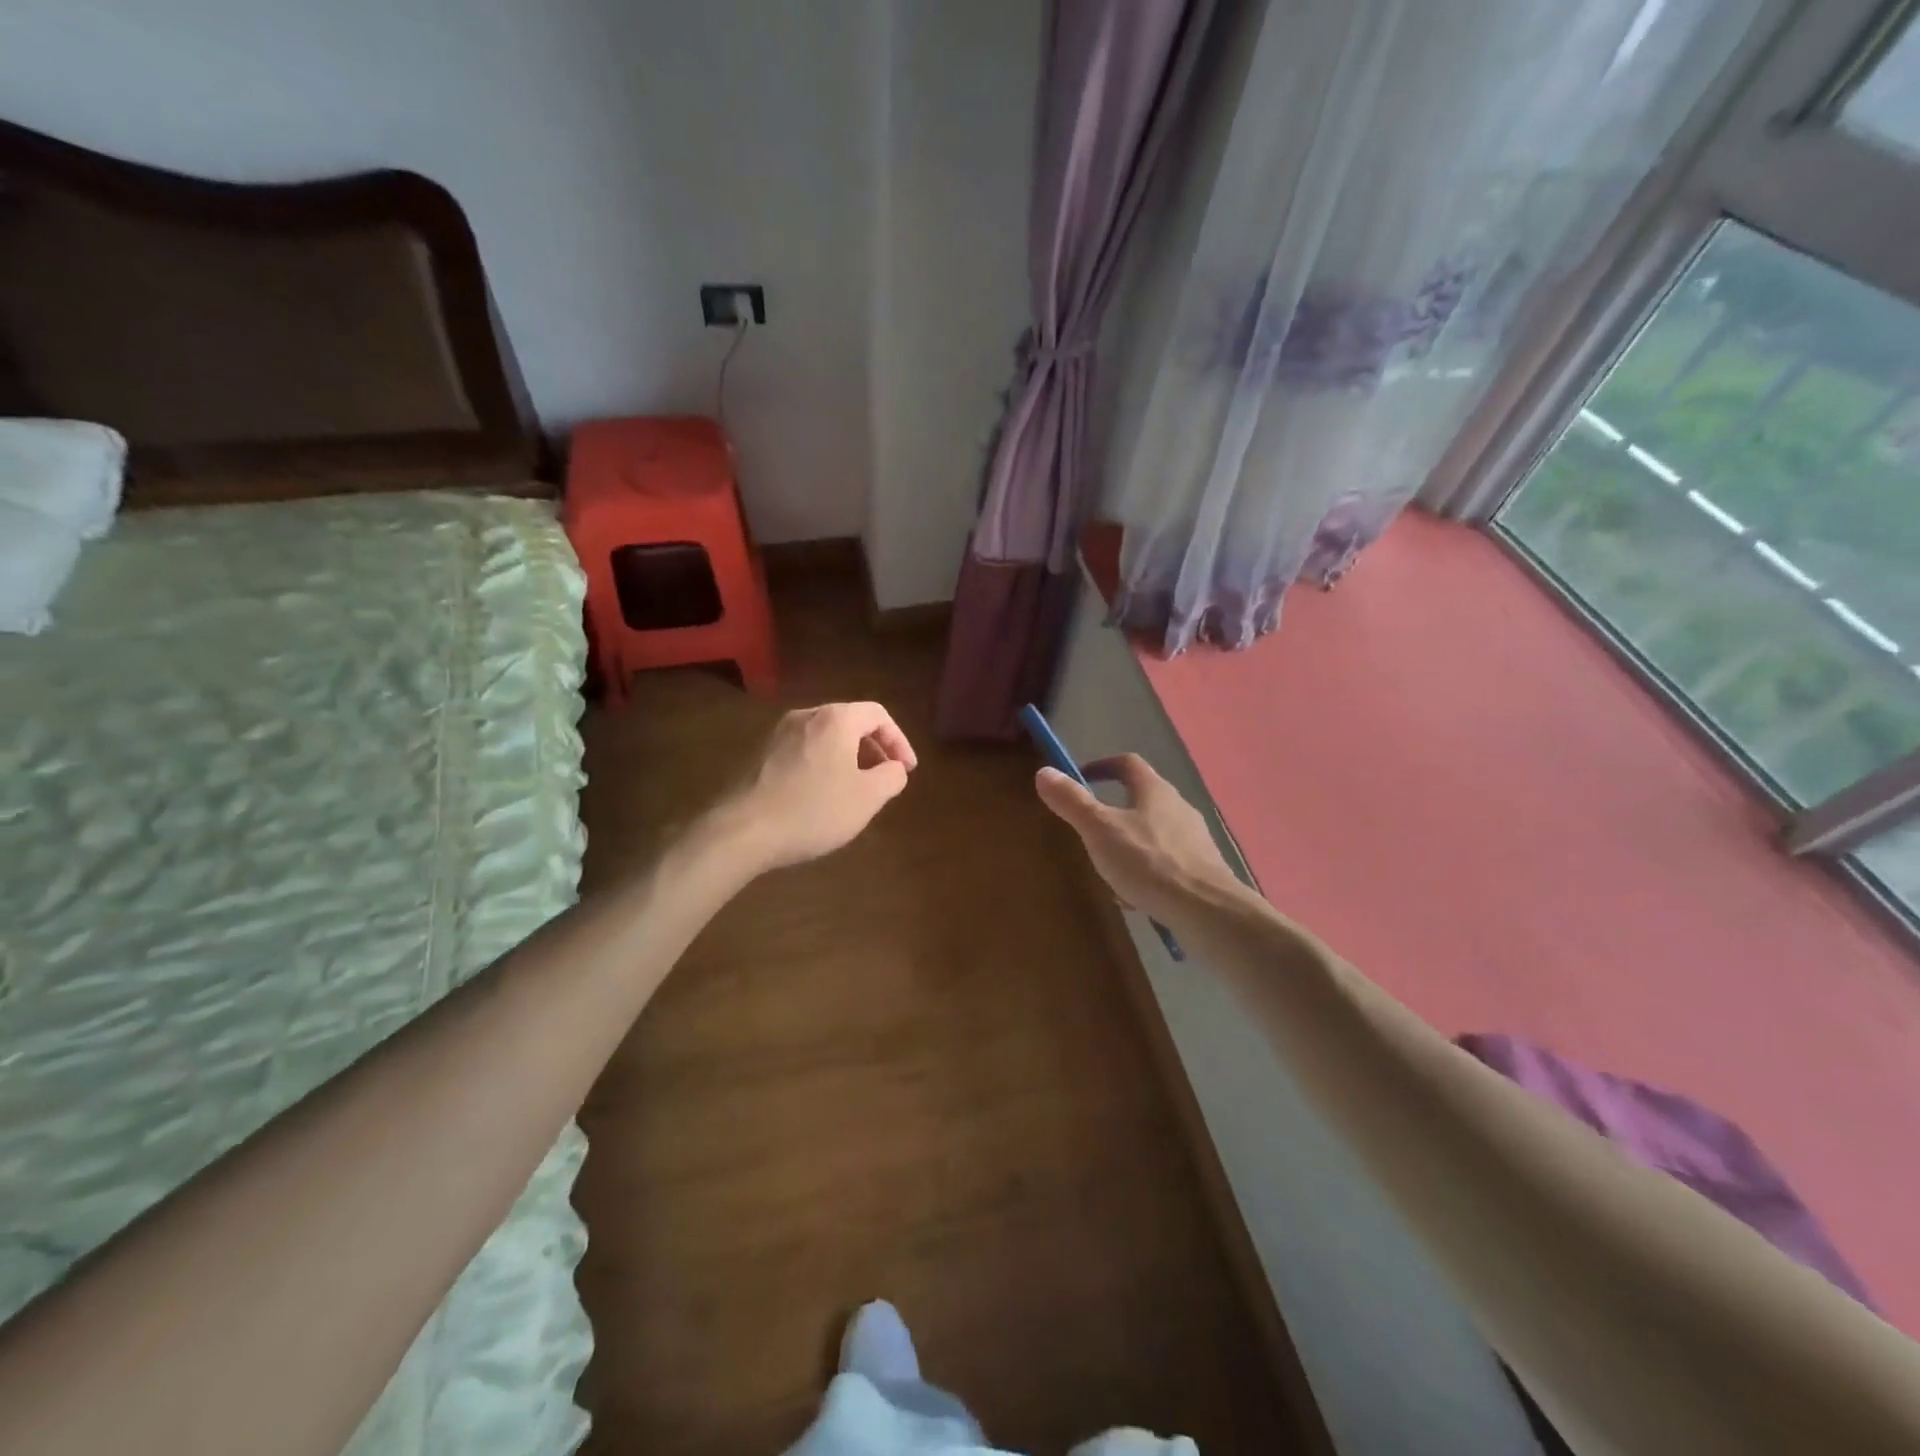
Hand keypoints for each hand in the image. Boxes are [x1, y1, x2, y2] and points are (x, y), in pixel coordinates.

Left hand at [713, 702, 917, 873]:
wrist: (742, 830)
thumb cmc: (813, 809)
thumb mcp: (868, 797)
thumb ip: (892, 776)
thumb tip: (894, 767)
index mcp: (835, 719)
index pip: (878, 715)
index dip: (899, 740)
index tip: (906, 770)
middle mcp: (806, 715)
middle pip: (850, 722)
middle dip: (874, 749)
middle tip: (884, 778)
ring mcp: (778, 733)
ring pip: (825, 737)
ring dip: (848, 758)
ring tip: (855, 789)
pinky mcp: (760, 754)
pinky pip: (803, 751)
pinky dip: (823, 765)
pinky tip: (820, 796)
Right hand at [1034, 754, 1239, 924]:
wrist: (1207, 910)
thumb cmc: (1148, 863)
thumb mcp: (1099, 830)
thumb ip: (1072, 801)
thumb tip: (1043, 771)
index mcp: (1155, 790)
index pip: (1127, 763)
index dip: (1102, 766)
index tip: (1080, 779)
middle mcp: (1179, 807)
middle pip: (1141, 799)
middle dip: (1113, 813)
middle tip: (1089, 832)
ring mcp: (1195, 839)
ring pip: (1152, 834)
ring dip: (1129, 846)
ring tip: (1110, 872)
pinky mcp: (1202, 869)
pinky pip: (1166, 863)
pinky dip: (1147, 872)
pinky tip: (1136, 898)